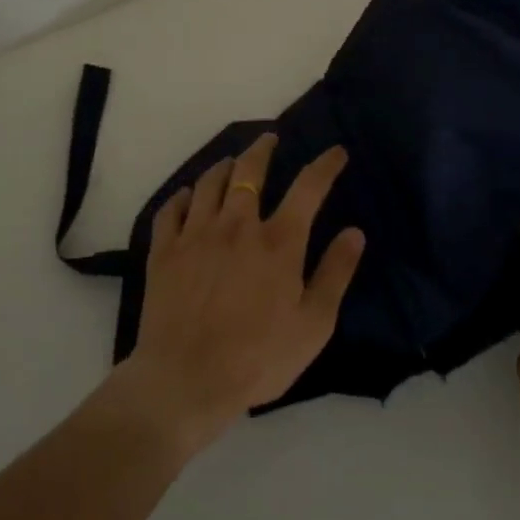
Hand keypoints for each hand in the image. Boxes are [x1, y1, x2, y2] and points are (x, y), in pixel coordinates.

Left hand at [121, 135, 363, 448]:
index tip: (336, 152)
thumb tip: (354, 232)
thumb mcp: (313, 325)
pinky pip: (171, 209)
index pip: (308, 187)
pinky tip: (187, 196)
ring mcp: (196, 235)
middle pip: (250, 170)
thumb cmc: (258, 358)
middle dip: (263, 149)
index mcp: (278, 242)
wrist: (185, 380)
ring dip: (224, 166)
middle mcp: (237, 225)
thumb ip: (335, 274)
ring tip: (231, 162)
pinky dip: (182, 196)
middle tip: (269, 139)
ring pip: (209, 182)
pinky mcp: (164, 251)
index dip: (325, 165)